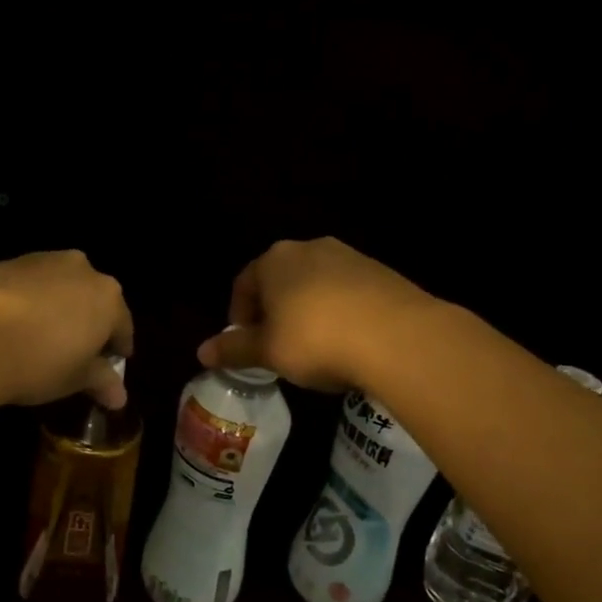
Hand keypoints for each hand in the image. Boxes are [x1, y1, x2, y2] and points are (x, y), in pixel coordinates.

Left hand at [0, 250, 134, 409]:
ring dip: (55, 307)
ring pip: (57, 285)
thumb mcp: (74, 378)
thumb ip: (101, 381)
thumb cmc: (37, 361)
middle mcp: (79, 269)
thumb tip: (120, 397)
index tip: (113, 362)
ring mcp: (39, 260)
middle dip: (87, 320)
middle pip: (91, 297)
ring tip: (40, 336)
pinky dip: (24, 301)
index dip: (118, 346)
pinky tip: (8, 325)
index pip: (122, 323)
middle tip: (77, 350)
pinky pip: (24, 284)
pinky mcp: (2, 262)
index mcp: (107, 296)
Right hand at [198, 238, 432, 391]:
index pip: (243, 284)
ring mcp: (349, 257)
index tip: (246, 345)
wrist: (400, 337)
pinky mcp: (382, 273)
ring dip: (308, 311)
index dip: (239, 317)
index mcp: (274, 260)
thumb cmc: (316, 340)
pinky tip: (348, 343)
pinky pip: (348, 292)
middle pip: (280, 281)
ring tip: (315, 348)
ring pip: (315, 285)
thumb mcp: (268, 351)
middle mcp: (309, 248)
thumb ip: (234, 350)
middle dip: (274, 312)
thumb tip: (201, 352)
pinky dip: (340, 313)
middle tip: (277, 347)